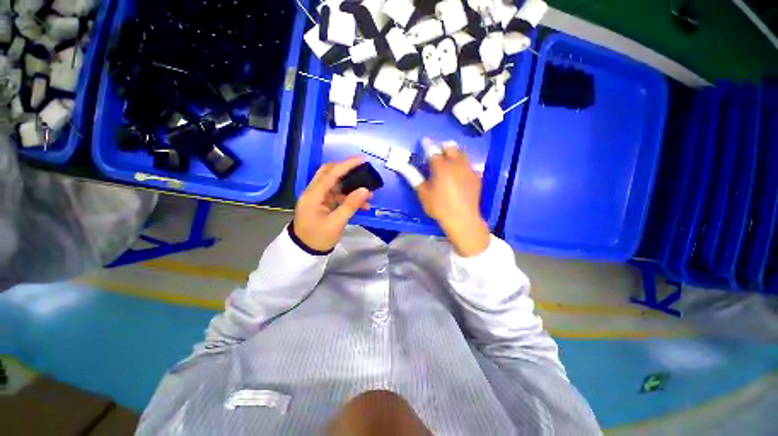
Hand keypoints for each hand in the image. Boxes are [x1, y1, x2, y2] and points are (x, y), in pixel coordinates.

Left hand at [293, 157, 372, 252]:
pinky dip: (349, 198)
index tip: (362, 159)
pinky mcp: (323, 203)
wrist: (305, 251)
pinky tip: (363, 204)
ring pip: (336, 184)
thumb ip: (350, 205)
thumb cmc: (318, 238)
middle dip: (347, 169)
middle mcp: (313, 192)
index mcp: (313, 195)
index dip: (346, 165)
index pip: (330, 174)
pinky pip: (338, 195)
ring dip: (351, 187)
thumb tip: (365, 190)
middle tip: (363, 168)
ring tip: (369, 193)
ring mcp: (318, 197)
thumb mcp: (336, 223)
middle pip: (330, 173)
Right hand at [416, 139, 489, 256]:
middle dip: (442, 146)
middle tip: (437, 151)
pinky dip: (463, 163)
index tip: (424, 141)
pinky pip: (469, 164)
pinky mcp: (476, 176)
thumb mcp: (423, 193)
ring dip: (454, 152)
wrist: (462, 218)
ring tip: (448, 158)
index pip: (433, 150)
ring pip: (462, 153)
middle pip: (450, 147)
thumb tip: (401, 165)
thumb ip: (413, 176)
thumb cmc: (439, 206)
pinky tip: (460, 171)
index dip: (427, 144)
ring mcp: (468, 169)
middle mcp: (456, 164)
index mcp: (441, 166)